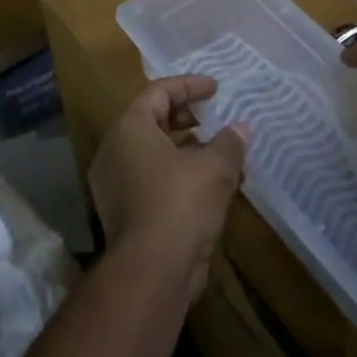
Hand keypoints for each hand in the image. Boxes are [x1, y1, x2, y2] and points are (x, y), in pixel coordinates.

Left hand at [88, 76, 246, 298]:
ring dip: (188, 151)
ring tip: (222, 155)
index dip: (189, 86)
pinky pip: (153, 180)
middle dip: (186, 117)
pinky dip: (180, 176)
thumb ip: (229, 142)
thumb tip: (241, 129)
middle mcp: (115, 151)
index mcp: (129, 128)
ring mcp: (115, 184)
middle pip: (152, 120)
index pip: (158, 92)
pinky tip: (212, 188)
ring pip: (155, 154)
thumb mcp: (215, 167)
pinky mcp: (124, 213)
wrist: (151, 271)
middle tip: (213, 118)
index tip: (216, 89)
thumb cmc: (180, 203)